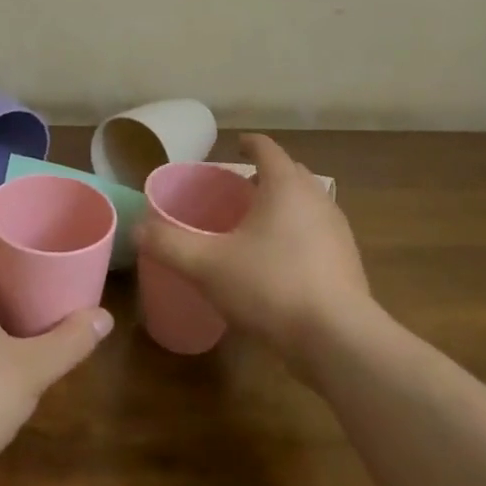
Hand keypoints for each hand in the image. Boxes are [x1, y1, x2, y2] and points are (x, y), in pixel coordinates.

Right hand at [135, 133, 378, 374]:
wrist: (338, 340)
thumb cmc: (270, 286)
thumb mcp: (207, 265)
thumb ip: (169, 244)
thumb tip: (138, 228)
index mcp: (286, 186)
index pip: (267, 149)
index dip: (249, 145)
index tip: (234, 148)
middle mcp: (317, 199)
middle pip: (290, 174)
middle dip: (265, 176)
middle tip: (237, 191)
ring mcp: (338, 231)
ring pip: (307, 205)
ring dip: (283, 207)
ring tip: (255, 226)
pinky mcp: (348, 263)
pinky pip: (317, 234)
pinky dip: (297, 235)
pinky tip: (278, 263)